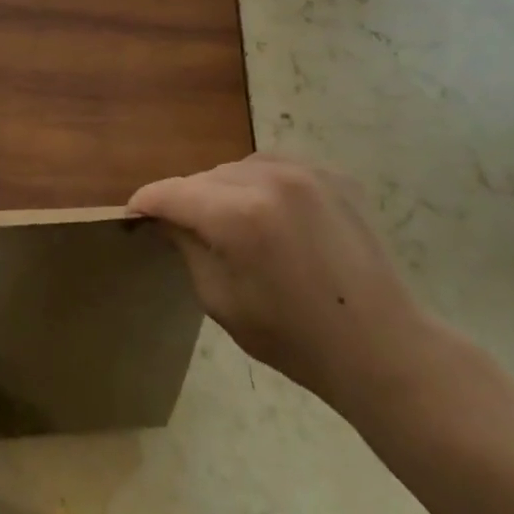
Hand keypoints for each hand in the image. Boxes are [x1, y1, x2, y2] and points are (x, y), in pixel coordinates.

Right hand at [129, 154, 437, 418]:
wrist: (380, 345)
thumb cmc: (293, 336)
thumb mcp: (220, 299)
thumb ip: (188, 247)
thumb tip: (167, 219)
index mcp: (238, 215)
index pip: (172, 193)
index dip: (146, 202)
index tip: (133, 215)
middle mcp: (270, 179)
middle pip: (205, 177)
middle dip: (187, 199)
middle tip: (182, 229)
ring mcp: (307, 173)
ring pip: (239, 167)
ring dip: (224, 189)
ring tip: (229, 221)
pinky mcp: (334, 176)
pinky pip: (277, 168)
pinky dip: (260, 184)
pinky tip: (269, 214)